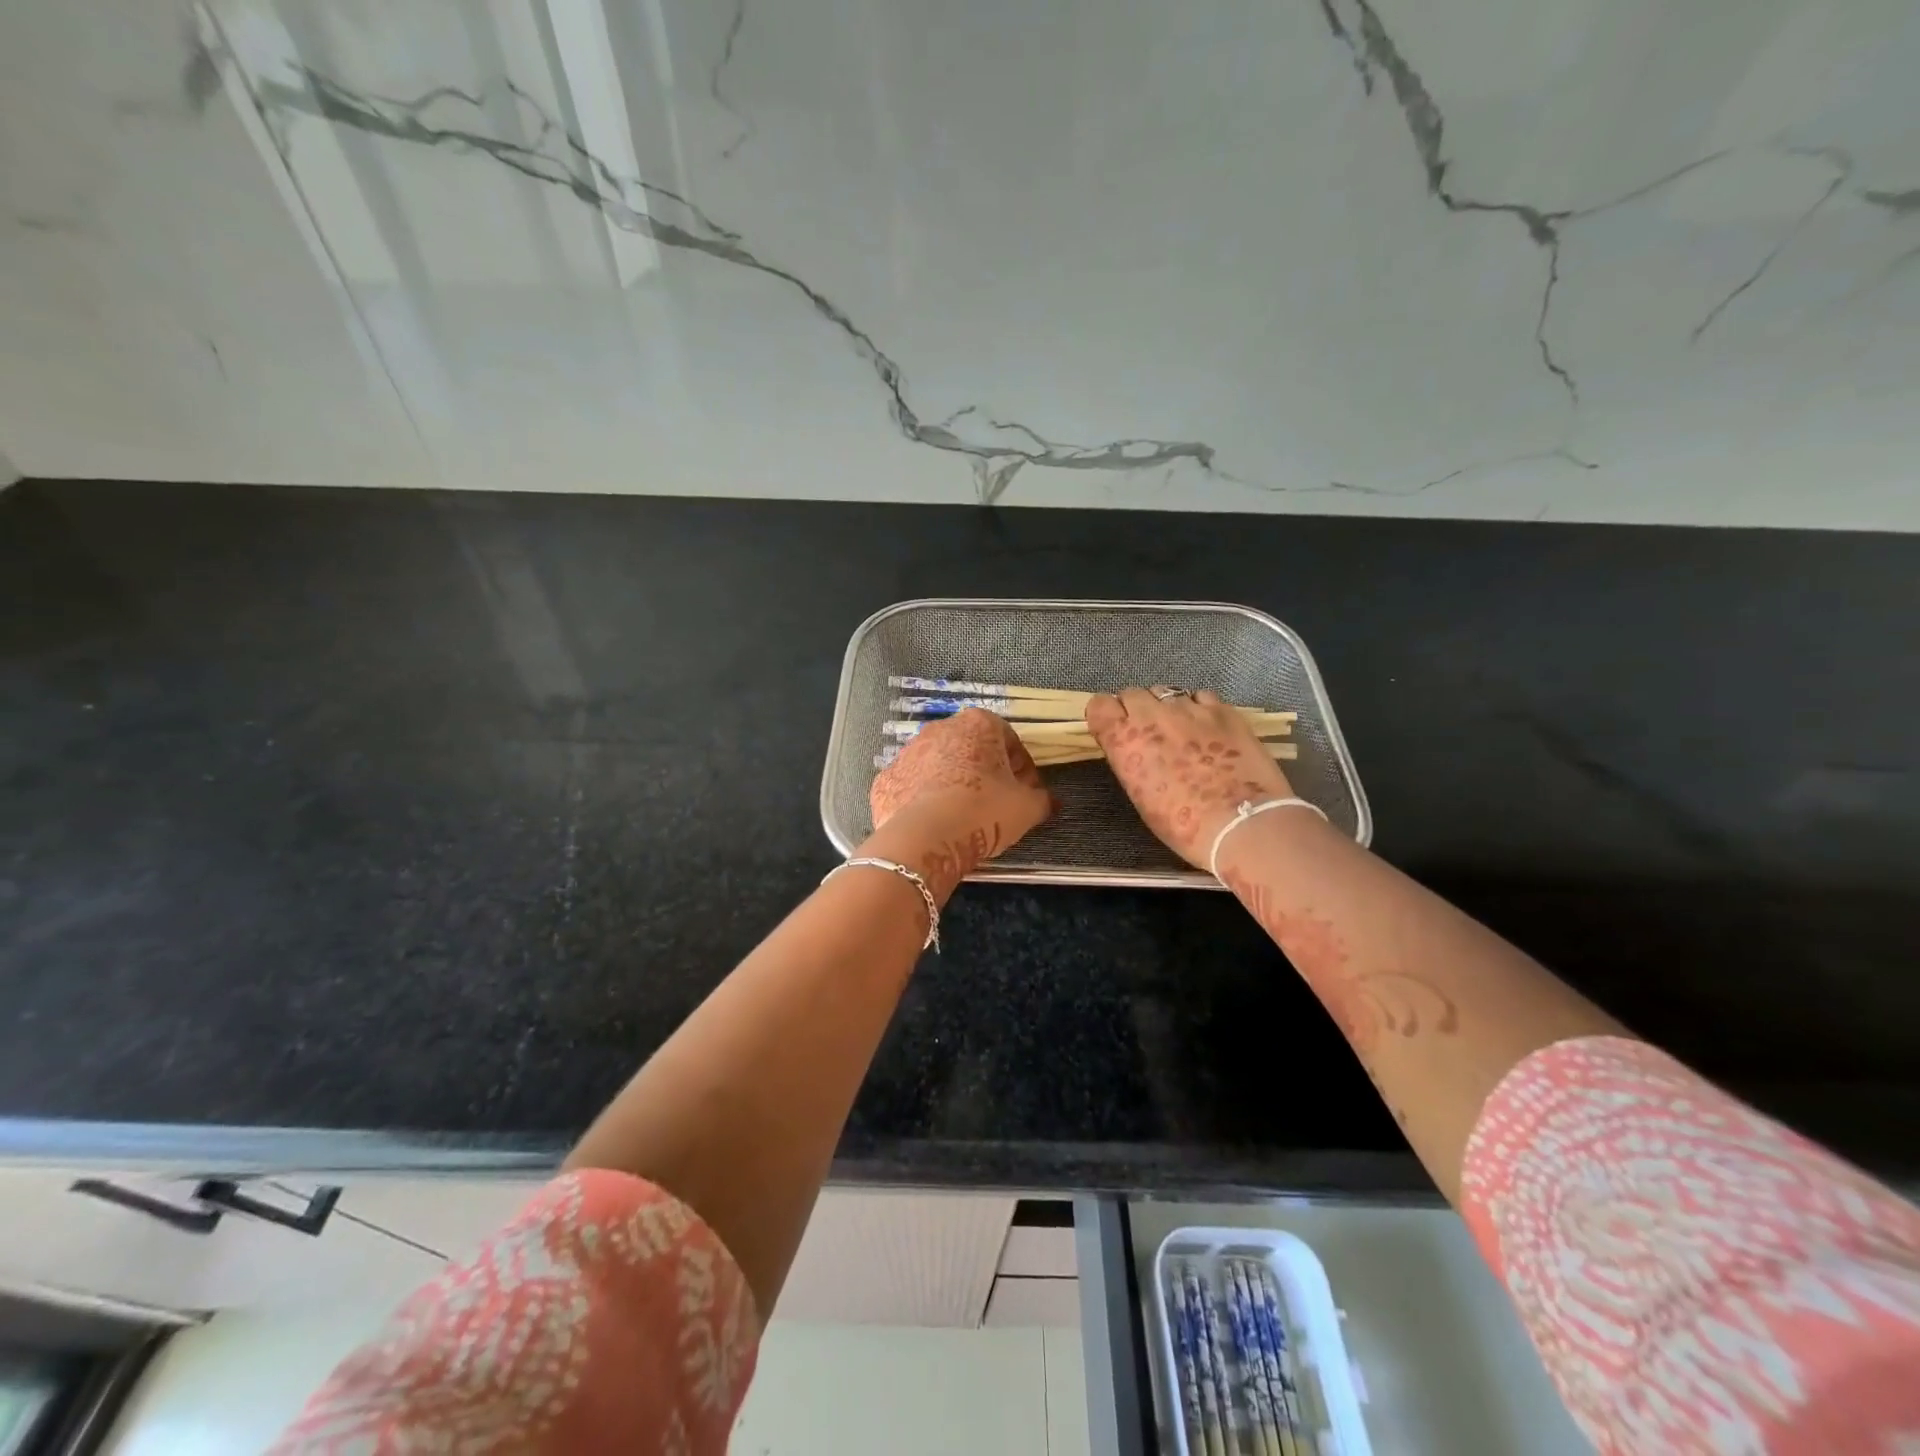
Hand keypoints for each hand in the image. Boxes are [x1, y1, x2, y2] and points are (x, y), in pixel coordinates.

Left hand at [868, 708, 1054, 896]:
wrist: (926, 838)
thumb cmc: (984, 811)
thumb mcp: (1027, 808)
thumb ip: (1042, 799)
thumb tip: (1049, 801)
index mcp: (978, 724)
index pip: (1008, 738)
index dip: (1021, 765)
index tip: (1026, 789)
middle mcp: (939, 729)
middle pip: (970, 747)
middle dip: (984, 771)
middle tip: (996, 802)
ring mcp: (907, 753)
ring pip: (937, 765)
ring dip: (951, 783)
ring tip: (963, 816)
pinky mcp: (884, 780)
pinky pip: (911, 787)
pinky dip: (922, 800)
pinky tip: (934, 824)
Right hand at [1087, 687, 1293, 869]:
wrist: (1241, 823)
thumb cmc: (1182, 823)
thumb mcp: (1140, 794)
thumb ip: (1130, 760)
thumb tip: (1134, 747)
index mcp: (1124, 740)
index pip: (1099, 705)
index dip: (1107, 716)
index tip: (1115, 729)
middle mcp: (1152, 716)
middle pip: (1132, 693)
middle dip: (1136, 709)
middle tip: (1150, 733)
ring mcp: (1189, 709)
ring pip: (1166, 692)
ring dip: (1167, 707)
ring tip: (1181, 730)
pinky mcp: (1223, 710)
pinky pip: (1201, 696)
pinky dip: (1199, 708)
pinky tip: (1208, 728)